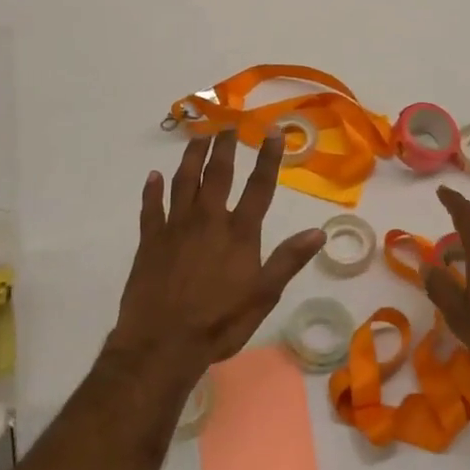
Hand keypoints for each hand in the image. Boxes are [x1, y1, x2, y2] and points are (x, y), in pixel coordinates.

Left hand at [107, 130, 325, 384]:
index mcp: (239, 233)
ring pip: (184, 182)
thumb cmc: (219, 323)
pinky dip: (152, 190)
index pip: (259, 187)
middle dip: (225, 148)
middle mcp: (208, 220)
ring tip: (197, 138)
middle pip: (217, 175)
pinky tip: (153, 176)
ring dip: (191, 157)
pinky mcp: (150, 241)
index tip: (273, 132)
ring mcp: (175, 228)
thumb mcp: (263, 296)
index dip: (268, 158)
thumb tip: (318, 232)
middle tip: (228, 125)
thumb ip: (288, 260)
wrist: (162, 343)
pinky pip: (151, 208)